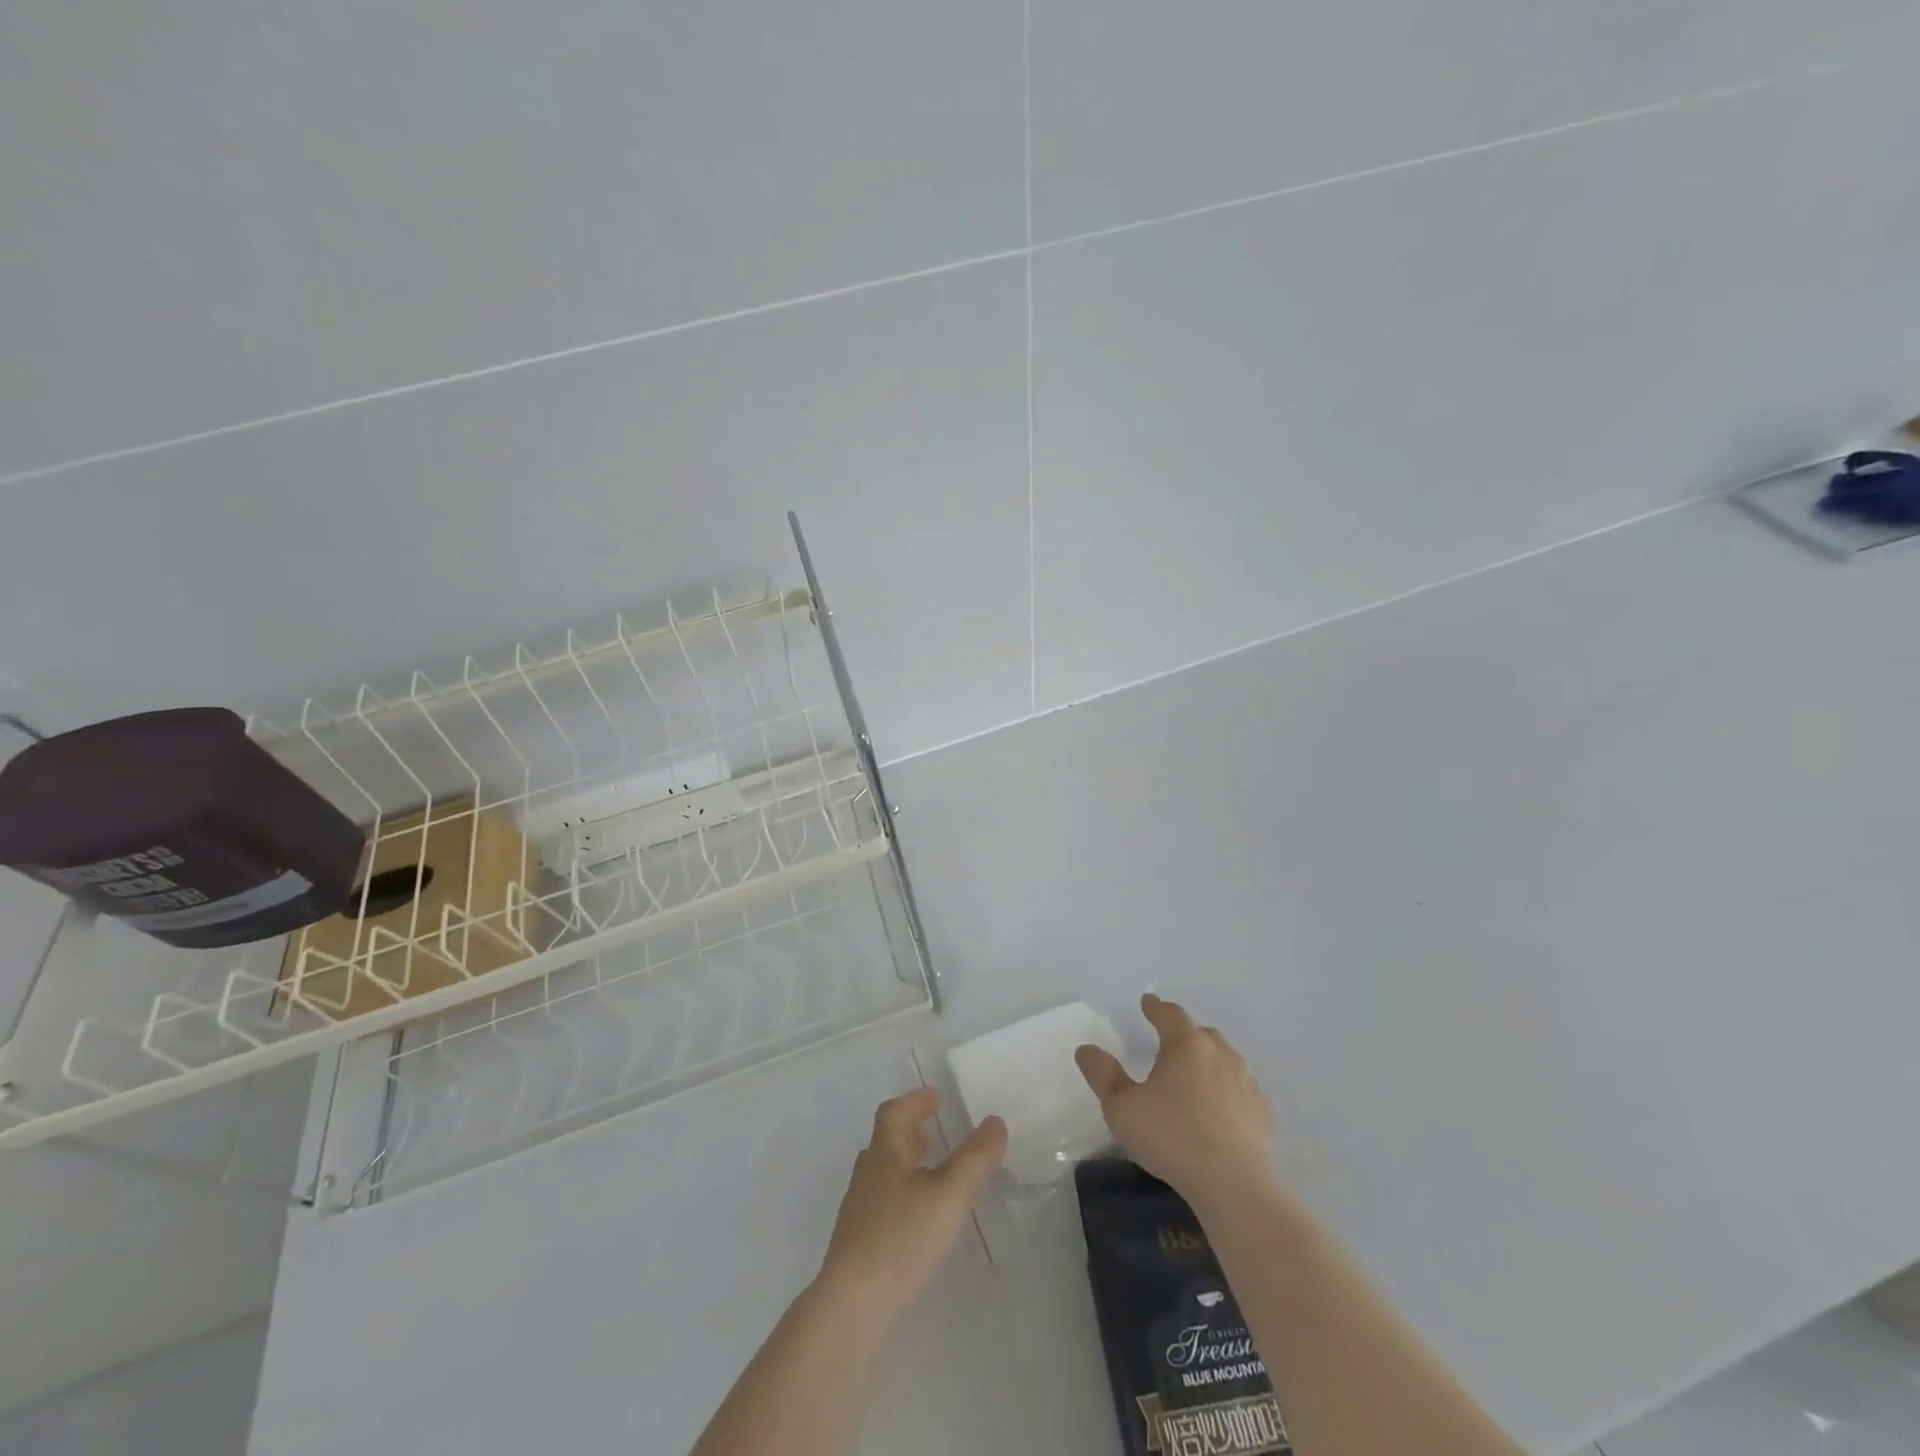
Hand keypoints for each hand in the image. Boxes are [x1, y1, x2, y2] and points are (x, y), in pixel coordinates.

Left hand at [816, 1087, 1005, 1324]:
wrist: (852, 1307)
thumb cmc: (901, 1239)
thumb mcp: (949, 1196)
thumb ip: (975, 1159)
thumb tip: (995, 1121)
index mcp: (885, 1153)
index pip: (894, 1112)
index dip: (915, 1101)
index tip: (936, 1097)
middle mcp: (868, 1174)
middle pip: (887, 1141)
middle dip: (911, 1132)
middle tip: (936, 1131)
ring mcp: (859, 1210)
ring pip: (884, 1172)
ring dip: (907, 1163)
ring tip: (933, 1173)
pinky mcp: (858, 1243)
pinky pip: (883, 1201)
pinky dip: (903, 1194)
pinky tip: (919, 1219)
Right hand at [1075, 993, 1277, 1207]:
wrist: (1235, 1185)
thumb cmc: (1171, 1137)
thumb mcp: (1122, 1107)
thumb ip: (1102, 1074)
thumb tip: (1086, 1049)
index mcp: (1185, 1044)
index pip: (1169, 1014)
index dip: (1155, 1007)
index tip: (1147, 1002)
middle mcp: (1219, 1053)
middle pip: (1200, 1033)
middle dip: (1183, 1034)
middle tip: (1168, 1044)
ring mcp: (1245, 1081)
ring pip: (1223, 1059)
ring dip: (1207, 1061)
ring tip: (1192, 1077)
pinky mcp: (1262, 1111)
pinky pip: (1240, 1089)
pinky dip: (1226, 1090)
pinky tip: (1218, 1110)